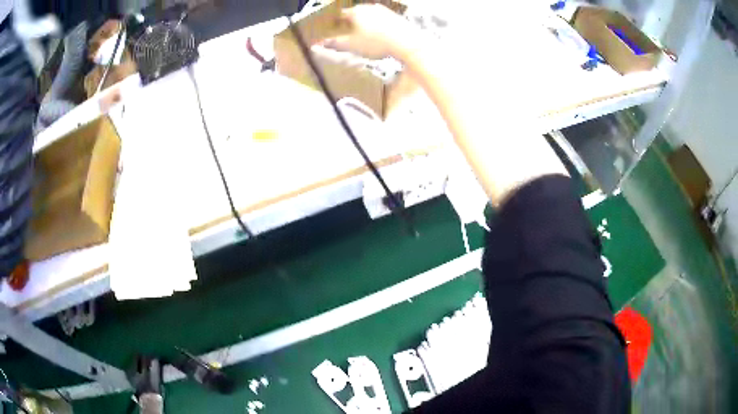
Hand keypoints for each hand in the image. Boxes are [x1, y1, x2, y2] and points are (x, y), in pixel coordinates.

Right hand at [321, 4, 420, 61]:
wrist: (408, 43)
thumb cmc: (377, 44)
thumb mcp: (351, 46)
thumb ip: (333, 44)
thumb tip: (316, 44)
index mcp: (356, 12)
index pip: (339, 14)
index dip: (334, 23)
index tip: (331, 30)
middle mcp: (369, 7)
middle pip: (354, 14)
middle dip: (348, 23)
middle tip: (345, 34)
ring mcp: (384, 11)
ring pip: (368, 16)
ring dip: (363, 24)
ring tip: (361, 36)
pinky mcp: (395, 18)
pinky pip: (380, 21)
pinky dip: (376, 27)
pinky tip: (377, 36)